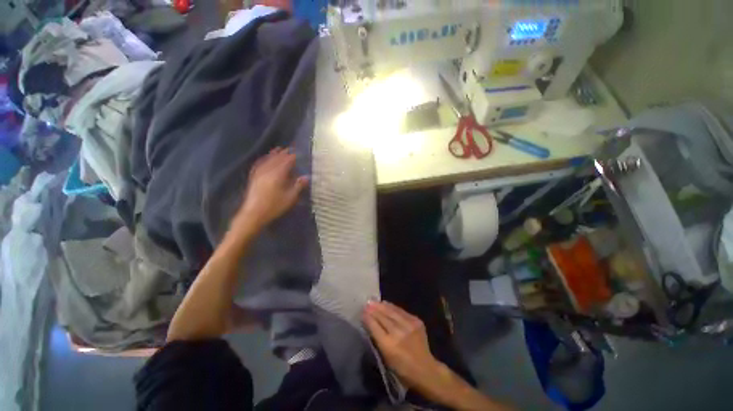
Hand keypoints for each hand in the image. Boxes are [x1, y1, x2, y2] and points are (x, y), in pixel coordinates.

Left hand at [234, 147, 308, 230]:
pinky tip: (264, 158)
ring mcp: (259, 173)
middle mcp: (268, 170)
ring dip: (274, 154)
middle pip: (277, 158)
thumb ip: (298, 186)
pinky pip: (259, 164)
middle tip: (290, 149)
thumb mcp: (290, 198)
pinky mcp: (253, 177)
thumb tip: (306, 177)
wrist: (253, 214)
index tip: (298, 152)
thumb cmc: (274, 206)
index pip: (287, 161)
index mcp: (278, 174)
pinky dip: (263, 159)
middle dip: (284, 153)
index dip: (293, 156)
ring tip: (279, 149)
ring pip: (267, 160)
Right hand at [363, 301, 440, 388]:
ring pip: (392, 311)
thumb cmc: (401, 368)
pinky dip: (392, 307)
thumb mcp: (385, 357)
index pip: (375, 326)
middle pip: (383, 317)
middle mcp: (398, 333)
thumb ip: (377, 339)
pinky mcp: (416, 321)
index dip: (368, 318)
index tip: (362, 311)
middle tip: (366, 303)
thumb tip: (369, 322)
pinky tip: (386, 304)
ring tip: (374, 301)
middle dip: (373, 309)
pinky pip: (401, 311)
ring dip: (382, 305)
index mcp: (389, 345)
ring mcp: (409, 325)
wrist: (425, 369)